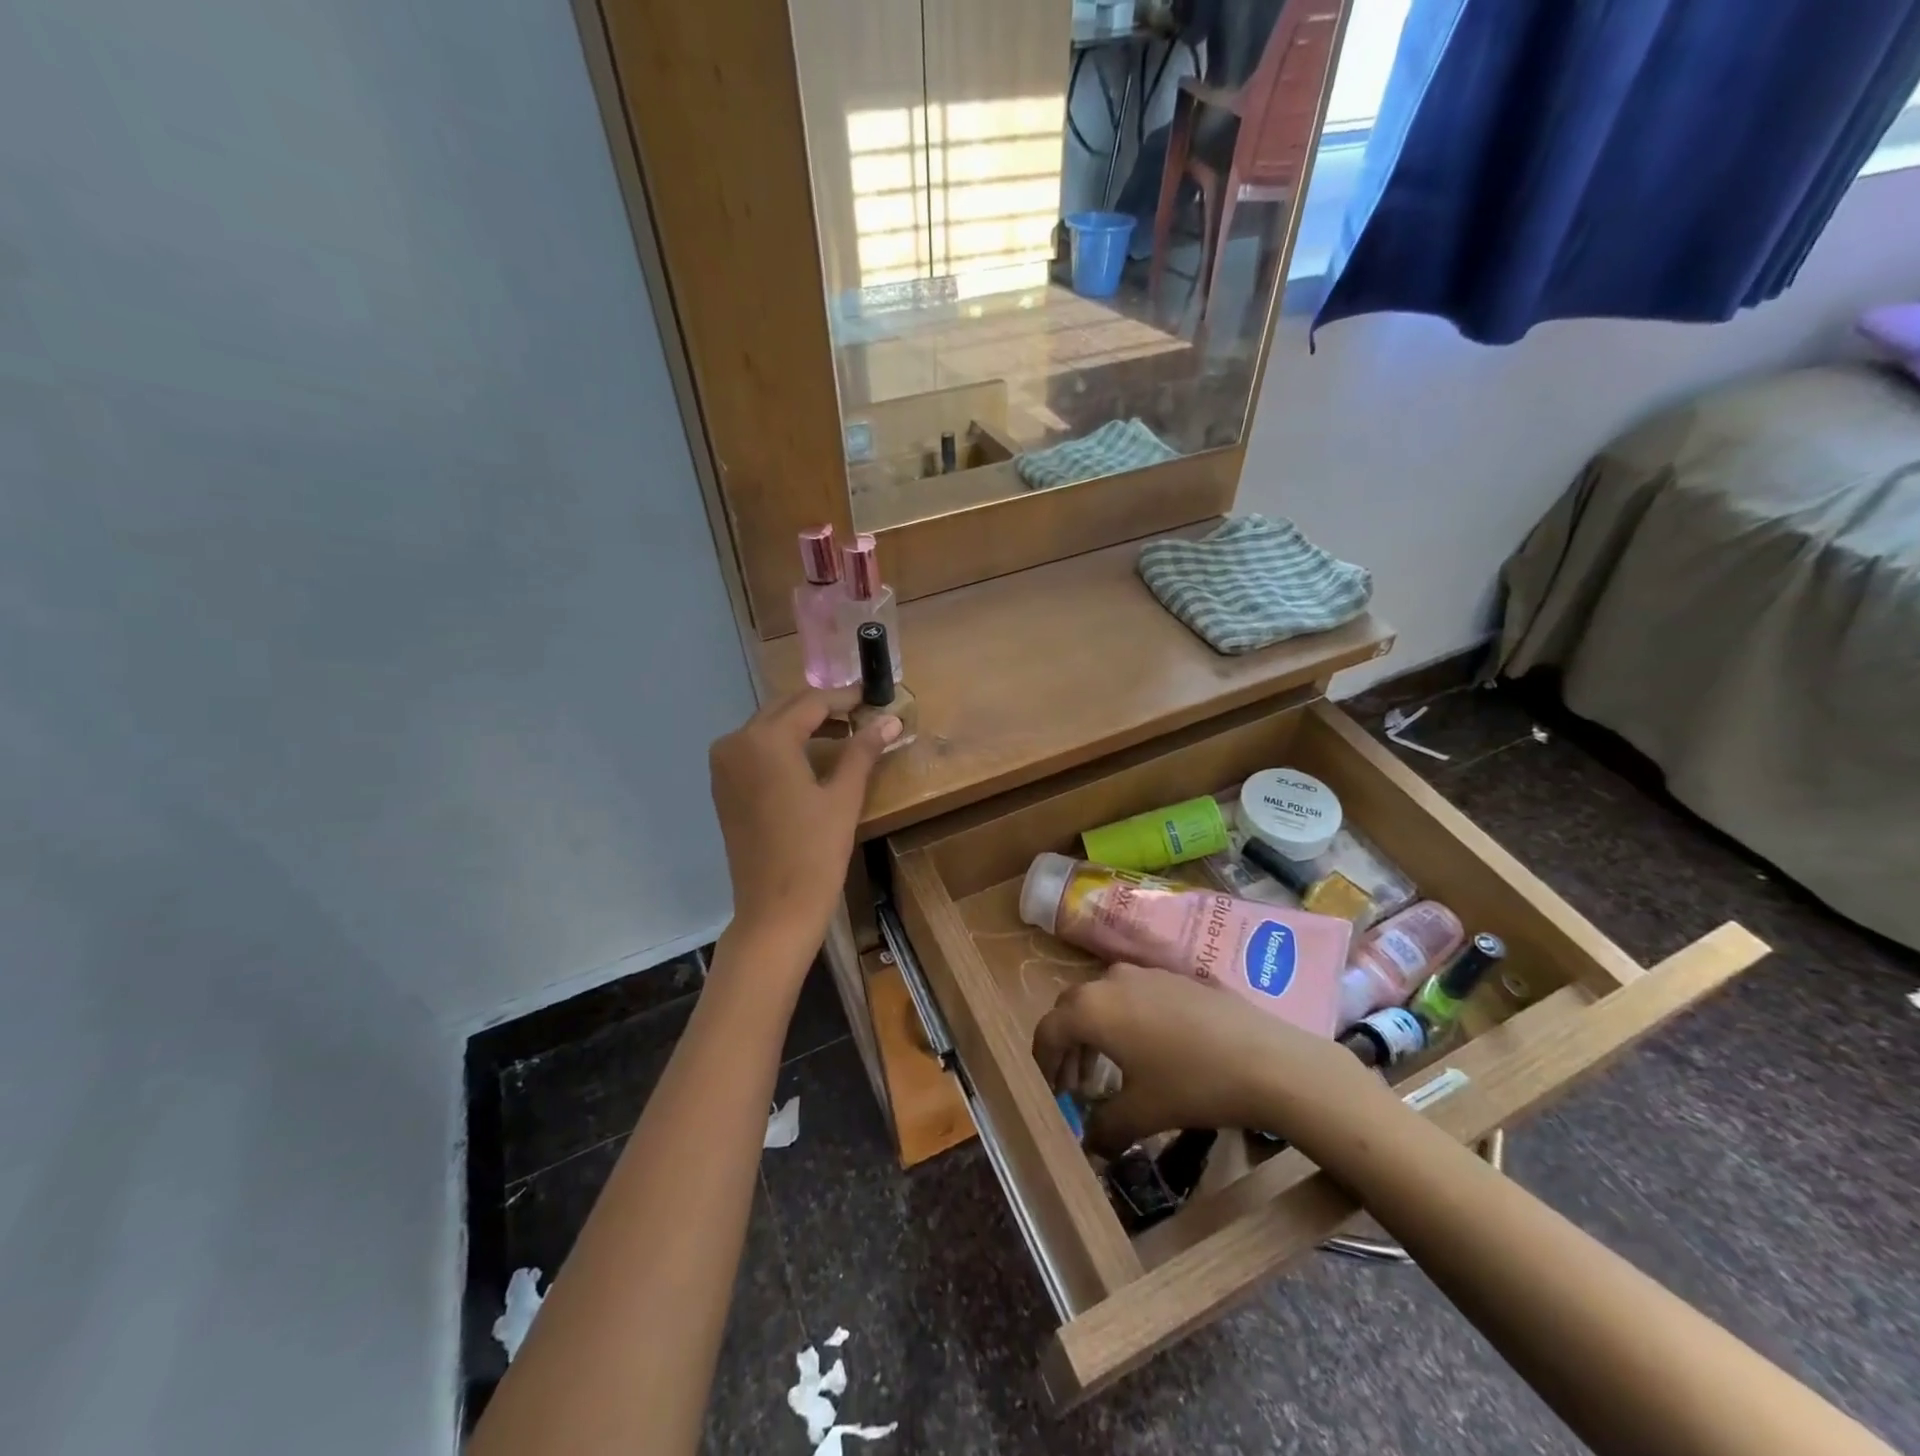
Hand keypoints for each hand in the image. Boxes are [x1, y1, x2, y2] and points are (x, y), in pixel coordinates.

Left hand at [708, 687, 899, 964]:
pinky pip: (755, 749)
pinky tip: (812, 756)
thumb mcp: (844, 797)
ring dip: (804, 725)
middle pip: (786, 709)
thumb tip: (890, 720)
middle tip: (863, 713)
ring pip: (769, 727)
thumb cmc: (814, 853)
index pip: (811, 702)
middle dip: (824, 708)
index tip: (873, 695)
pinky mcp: (723, 786)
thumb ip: (863, 750)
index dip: (845, 697)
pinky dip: (783, 745)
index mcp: (765, 740)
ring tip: (845, 733)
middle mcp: (736, 743)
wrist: (775, 911)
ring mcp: (724, 765)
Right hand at [1032, 963, 1380, 1154]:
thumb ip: (1105, 1128)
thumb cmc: (1192, 1085)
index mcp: (1091, 1009)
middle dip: (1067, 1045)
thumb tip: (1090, 1144)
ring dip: (1096, 1032)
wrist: (1266, 1058)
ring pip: (1102, 998)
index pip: (1048, 1030)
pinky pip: (1132, 994)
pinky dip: (1124, 1019)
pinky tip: (1149, 1050)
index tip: (1048, 1090)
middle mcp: (1109, 980)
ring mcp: (1144, 973)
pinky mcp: (1174, 976)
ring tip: (1109, 1069)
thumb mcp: (1142, 1114)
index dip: (1042, 1062)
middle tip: (1074, 1083)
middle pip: (1071, 1008)